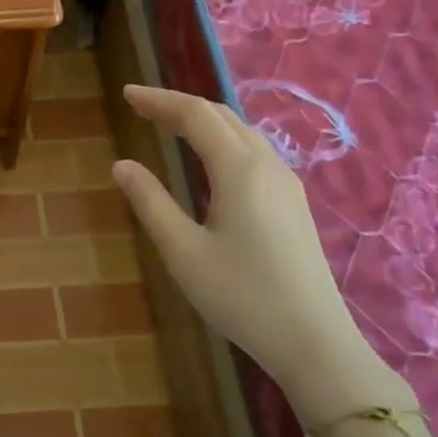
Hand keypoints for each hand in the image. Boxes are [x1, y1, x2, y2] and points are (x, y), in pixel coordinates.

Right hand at [112, 85, 408, 424]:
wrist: (314, 342)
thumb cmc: (241, 296)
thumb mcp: (182, 250)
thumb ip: (150, 202)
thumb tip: (122, 165)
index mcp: (239, 170)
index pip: (195, 115)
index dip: (159, 100)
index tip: (126, 94)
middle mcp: (267, 165)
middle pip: (221, 115)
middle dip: (179, 104)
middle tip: (141, 106)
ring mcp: (286, 184)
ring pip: (241, 132)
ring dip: (203, 120)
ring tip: (169, 124)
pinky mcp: (293, 203)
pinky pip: (253, 151)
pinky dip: (221, 139)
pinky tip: (209, 159)